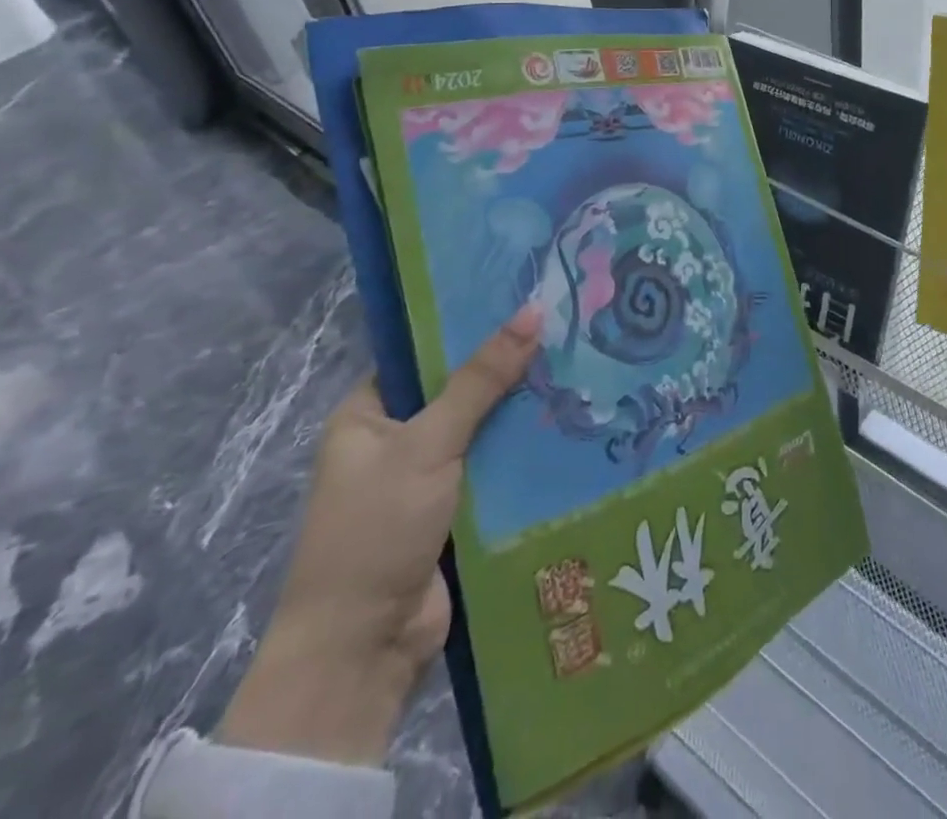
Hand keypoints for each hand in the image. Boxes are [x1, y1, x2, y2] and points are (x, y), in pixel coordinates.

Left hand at [218, 306, 539, 764]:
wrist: (363, 651)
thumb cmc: (377, 529)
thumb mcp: (427, 443)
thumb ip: (481, 379)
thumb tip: (534, 309)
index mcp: (369, 414)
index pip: (424, 352)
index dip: (470, 324)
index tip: (525, 295)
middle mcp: (398, 440)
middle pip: (462, 389)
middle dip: (509, 367)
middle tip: (567, 324)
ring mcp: (430, 478)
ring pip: (486, 428)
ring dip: (524, 409)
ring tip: (583, 361)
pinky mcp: (460, 511)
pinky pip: (498, 467)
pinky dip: (528, 450)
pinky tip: (576, 419)